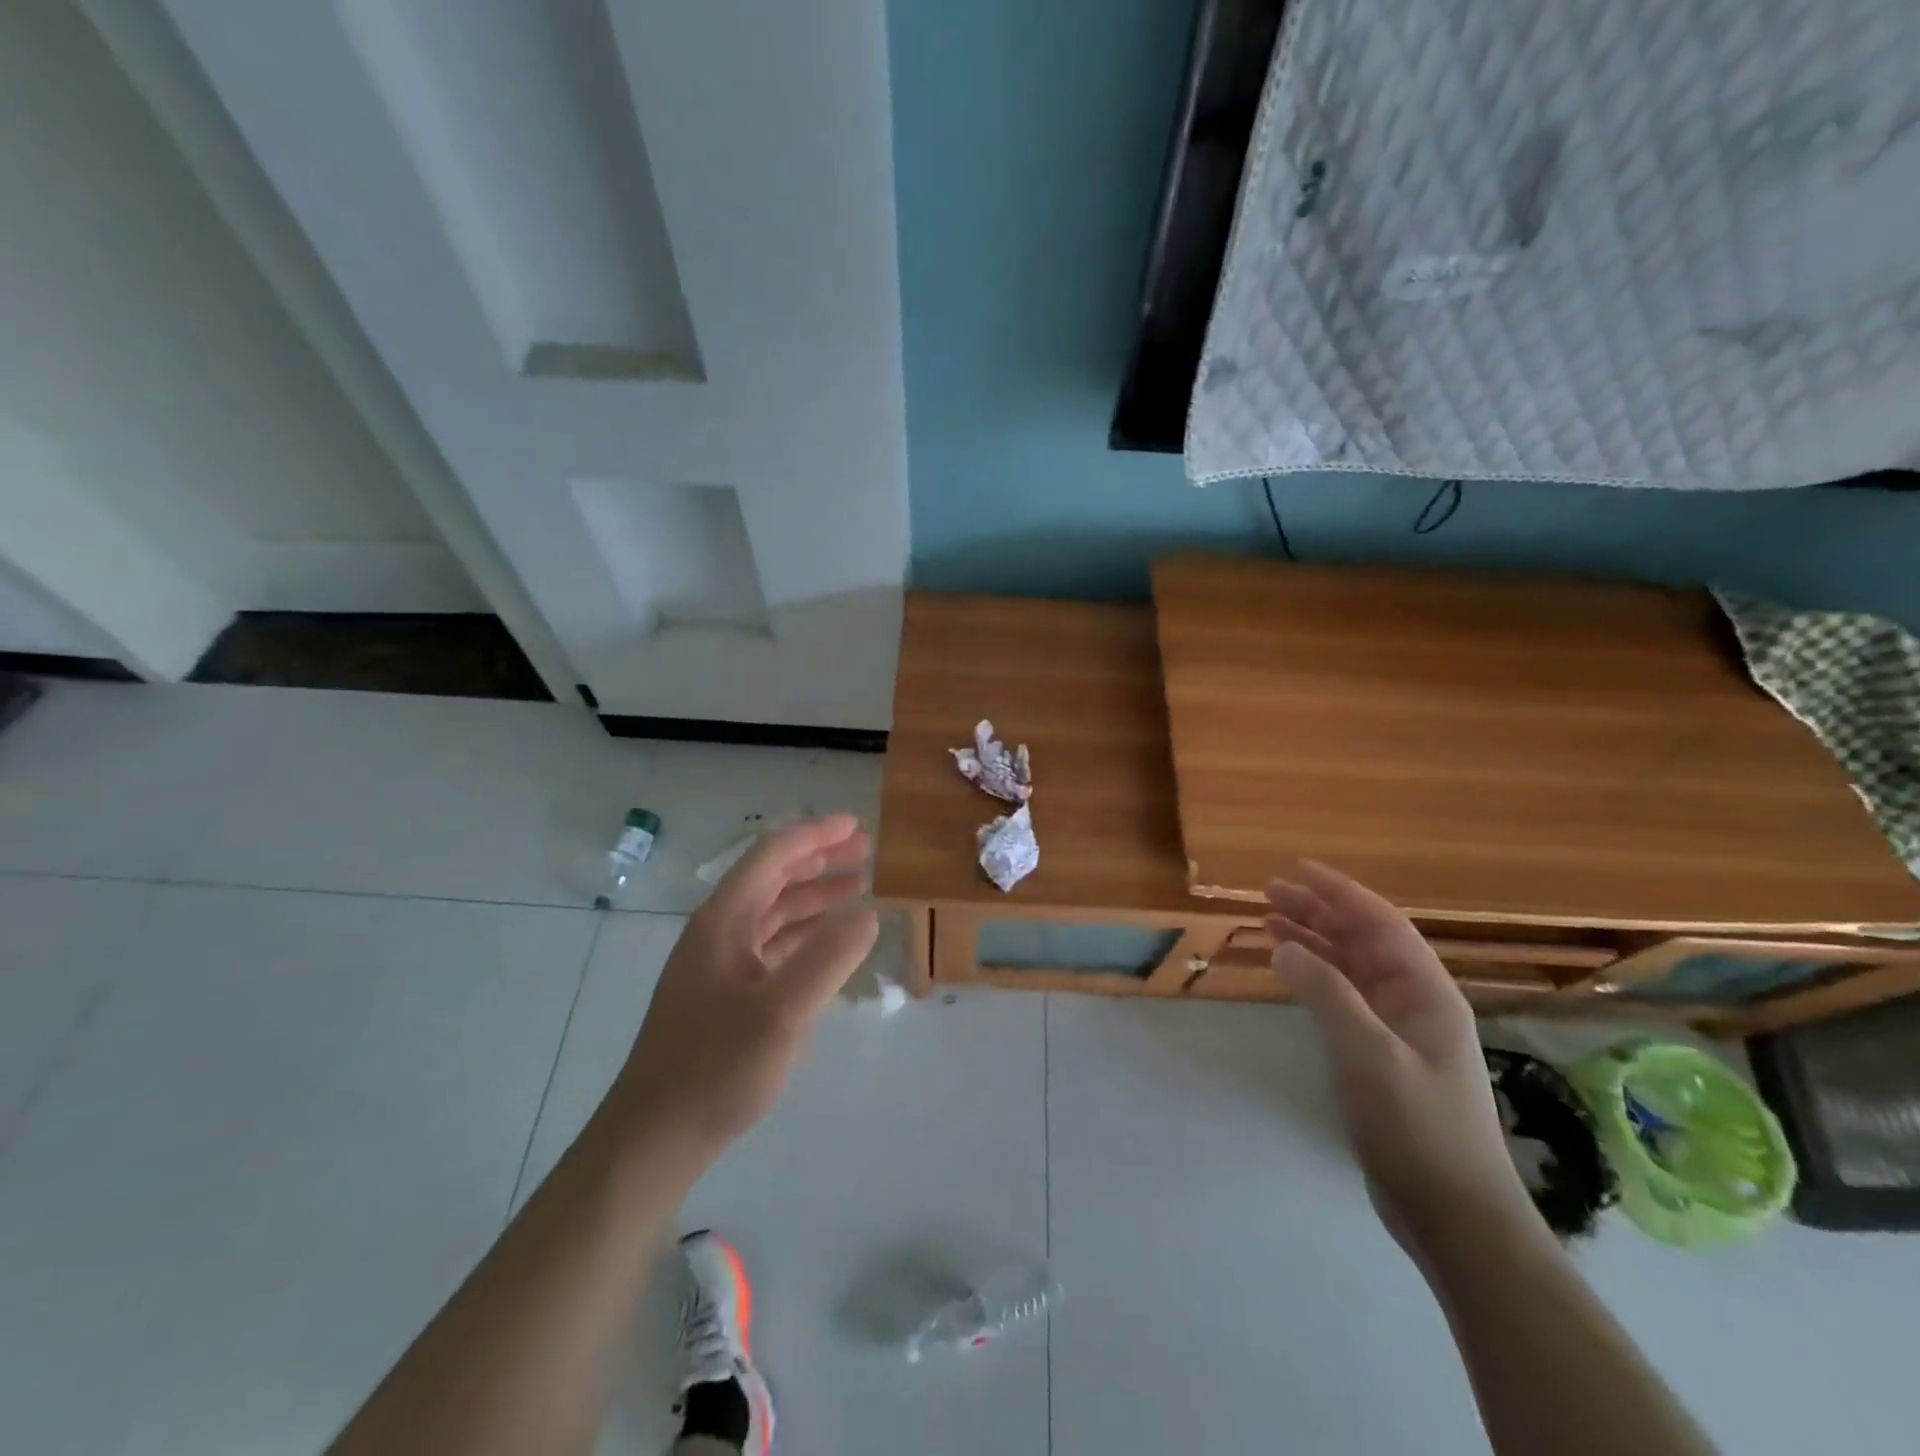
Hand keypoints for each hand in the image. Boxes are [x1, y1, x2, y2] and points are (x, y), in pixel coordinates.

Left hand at [610, 815, 878, 1163]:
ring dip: (814, 896)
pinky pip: (771, 946)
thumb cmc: (717, 1067)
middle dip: (820, 860)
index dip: (816, 835)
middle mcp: (718, 931)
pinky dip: (804, 934)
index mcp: (723, 920)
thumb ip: (829, 957)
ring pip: (773, 912)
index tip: (857, 825)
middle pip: (773, 878)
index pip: (772, 856)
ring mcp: (719, 964)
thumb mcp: (782, 1012)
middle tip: (865, 852)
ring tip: (858, 888)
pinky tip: (829, 942)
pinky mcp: (725, 994)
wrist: (655, 1136)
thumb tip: (868, 914)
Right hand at [1267, 863, 1534, 1254]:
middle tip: (1270, 893)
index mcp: (1426, 993)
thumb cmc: (1419, 1128)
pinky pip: (1343, 998)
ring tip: (1270, 921)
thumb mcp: (1370, 1056)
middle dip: (1319, 912)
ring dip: (1313, 941)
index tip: (1298, 870)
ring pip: (1350, 967)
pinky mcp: (1380, 1056)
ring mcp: (1398, 1030)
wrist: (1454, 1215)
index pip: (1380, 924)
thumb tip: (1284, 946)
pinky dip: (1314, 977)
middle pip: (1362, 940)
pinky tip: (1289, 970)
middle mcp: (1414, 1002)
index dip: (1340, 893)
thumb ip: (1326, 995)